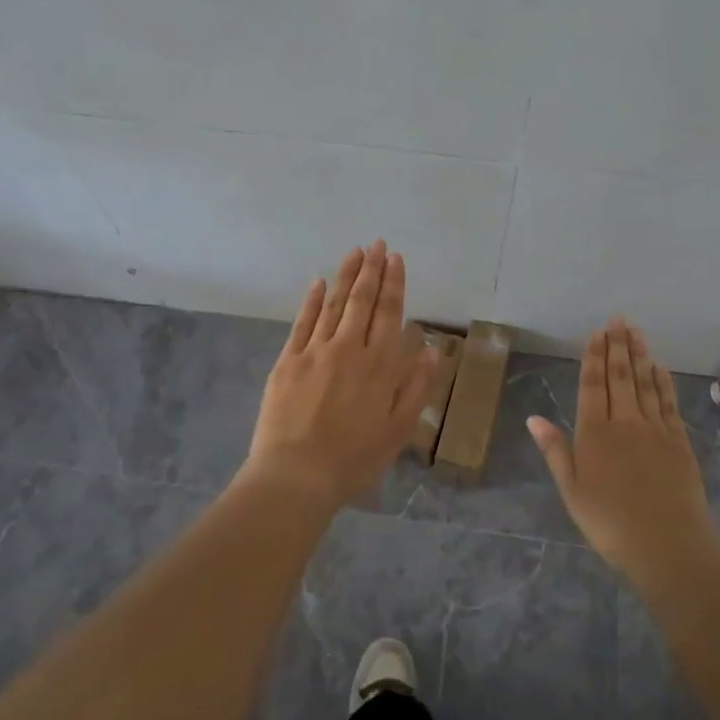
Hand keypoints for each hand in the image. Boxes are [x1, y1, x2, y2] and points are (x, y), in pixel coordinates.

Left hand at [242, 239, 435, 514]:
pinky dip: (312, 300)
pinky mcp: (288, 361)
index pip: (390, 314)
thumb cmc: (354, 459)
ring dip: (346, 276)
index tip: (396, 259)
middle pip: (363, 302)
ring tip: (354, 252)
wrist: (296, 475)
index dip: (394, 284)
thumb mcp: (398, 431)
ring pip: (334, 304)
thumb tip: (432, 351)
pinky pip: (302, 322)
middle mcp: (349, 349)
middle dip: (372, 270)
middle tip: (377, 244)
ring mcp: (316, 352)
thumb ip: (416, 388)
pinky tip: (318, 282)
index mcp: (380, 366)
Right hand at [528, 318, 719, 588]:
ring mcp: (655, 429)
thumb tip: (533, 417)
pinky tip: (659, 368)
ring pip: (645, 384)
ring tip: (636, 332)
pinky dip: (663, 382)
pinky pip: (668, 402)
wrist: (668, 547)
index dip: (594, 356)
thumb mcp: (572, 492)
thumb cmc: (610, 524)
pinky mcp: (679, 441)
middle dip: (618, 346)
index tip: (596, 332)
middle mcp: (625, 422)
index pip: (593, 385)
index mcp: (595, 434)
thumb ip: (555, 451)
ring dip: (640, 356)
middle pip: (620, 377)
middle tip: (618, 320)